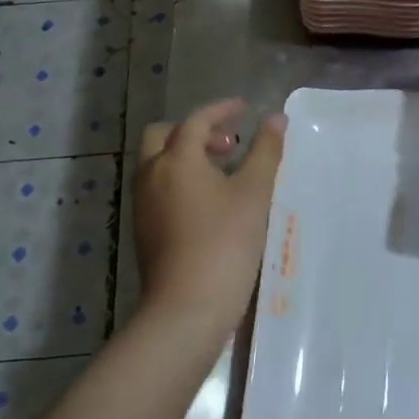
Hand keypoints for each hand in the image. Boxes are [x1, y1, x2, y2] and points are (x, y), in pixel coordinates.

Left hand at [133, 100, 286, 339]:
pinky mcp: (144, 229)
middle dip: (196, 131)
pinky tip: (209, 201)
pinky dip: (180, 178)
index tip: (244, 109)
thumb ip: (266, 151)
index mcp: (176, 159)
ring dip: (188, 155)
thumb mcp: (254, 193)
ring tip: (224, 172)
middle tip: (229, 144)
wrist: (186, 308)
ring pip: (159, 162)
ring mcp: (143, 204)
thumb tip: (276, 118)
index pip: (196, 120)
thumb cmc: (224, 243)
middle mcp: (151, 174)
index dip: (221, 110)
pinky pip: (159, 187)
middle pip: (165, 136)